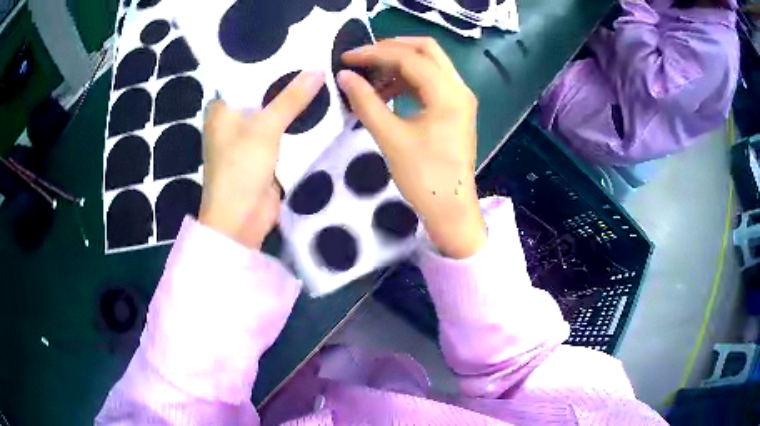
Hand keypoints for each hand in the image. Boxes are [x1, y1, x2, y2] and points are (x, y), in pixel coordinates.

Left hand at [199, 71, 325, 248]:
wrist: (240, 220)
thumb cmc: (240, 168)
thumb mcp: (265, 127)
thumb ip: (291, 98)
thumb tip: (318, 70)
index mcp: (222, 107)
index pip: (245, 75)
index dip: (269, 61)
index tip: (296, 47)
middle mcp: (233, 119)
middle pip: (263, 92)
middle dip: (287, 81)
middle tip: (317, 59)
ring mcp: (249, 137)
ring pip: (275, 112)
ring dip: (295, 103)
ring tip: (324, 78)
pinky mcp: (264, 154)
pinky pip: (284, 132)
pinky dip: (298, 124)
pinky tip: (321, 108)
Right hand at [338, 37, 485, 258]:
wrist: (451, 209)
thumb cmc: (424, 178)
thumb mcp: (390, 138)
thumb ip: (366, 102)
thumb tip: (344, 76)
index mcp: (448, 93)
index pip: (408, 58)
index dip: (374, 53)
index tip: (347, 58)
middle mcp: (459, 88)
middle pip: (427, 49)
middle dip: (392, 48)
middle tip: (363, 58)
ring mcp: (460, 98)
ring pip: (430, 64)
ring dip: (400, 64)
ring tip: (371, 78)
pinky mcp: (456, 109)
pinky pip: (432, 82)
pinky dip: (409, 80)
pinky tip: (387, 92)